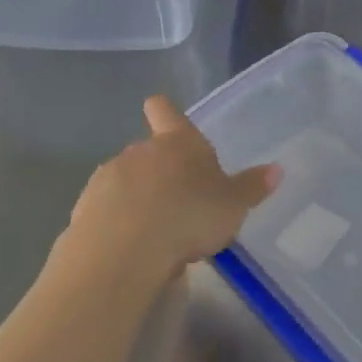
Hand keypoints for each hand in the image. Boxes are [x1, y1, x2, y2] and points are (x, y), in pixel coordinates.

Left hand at [61, 97, 278, 287]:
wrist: (123, 250)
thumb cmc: (188, 215)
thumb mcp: (232, 205)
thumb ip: (251, 187)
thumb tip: (276, 169)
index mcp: (176, 143)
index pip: (165, 111)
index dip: (166, 112)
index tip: (164, 117)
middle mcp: (139, 152)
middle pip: (149, 152)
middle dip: (162, 173)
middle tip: (182, 204)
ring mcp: (107, 178)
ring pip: (126, 182)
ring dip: (139, 200)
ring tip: (158, 235)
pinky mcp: (84, 209)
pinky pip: (107, 211)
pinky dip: (118, 224)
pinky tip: (132, 250)